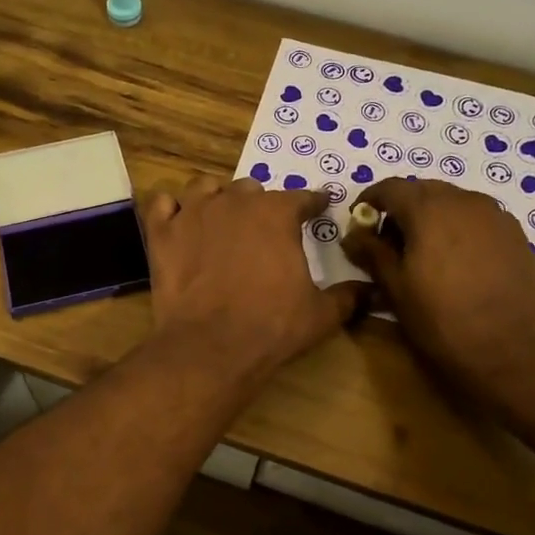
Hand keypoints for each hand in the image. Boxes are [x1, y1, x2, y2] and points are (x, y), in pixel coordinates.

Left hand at [142, 176, 361, 383]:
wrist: (211, 346)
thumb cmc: (272, 326)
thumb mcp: (321, 314)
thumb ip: (349, 296)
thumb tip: (372, 291)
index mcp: (277, 214)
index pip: (302, 198)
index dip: (313, 203)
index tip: (319, 207)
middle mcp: (235, 202)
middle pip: (251, 189)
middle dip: (261, 204)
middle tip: (264, 228)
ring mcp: (193, 213)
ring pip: (205, 188)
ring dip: (216, 198)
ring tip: (220, 217)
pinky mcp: (162, 233)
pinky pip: (162, 204)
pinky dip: (171, 210)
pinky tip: (178, 223)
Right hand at [342, 178, 534, 400]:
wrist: (517, 353)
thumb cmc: (444, 321)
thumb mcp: (396, 289)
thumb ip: (371, 253)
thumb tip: (352, 234)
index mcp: (430, 208)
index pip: (390, 187)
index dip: (369, 201)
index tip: (358, 226)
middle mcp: (465, 200)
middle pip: (423, 191)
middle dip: (400, 211)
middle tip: (387, 246)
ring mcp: (496, 216)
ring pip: (452, 204)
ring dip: (429, 220)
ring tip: (422, 258)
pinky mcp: (516, 236)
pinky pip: (476, 220)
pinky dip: (457, 230)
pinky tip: (455, 266)